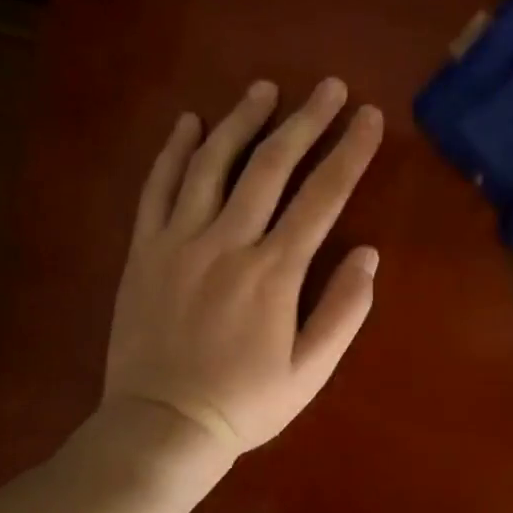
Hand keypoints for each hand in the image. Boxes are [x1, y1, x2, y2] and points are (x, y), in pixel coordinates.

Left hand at [104, 77, 384, 458]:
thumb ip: (344, 311)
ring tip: (265, 89)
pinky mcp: (144, 249)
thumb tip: (369, 255)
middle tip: (329, 86)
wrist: (161, 426)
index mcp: (274, 272)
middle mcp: (228, 241)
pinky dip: (174, 151)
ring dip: (241, 120)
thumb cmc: (245, 404)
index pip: (323, 196)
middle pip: (271, 165)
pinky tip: (189, 123)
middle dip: (305, 120)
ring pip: (213, 163)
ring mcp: (179, 240)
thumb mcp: (310, 371)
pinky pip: (158, 187)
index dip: (350, 152)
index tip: (369, 116)